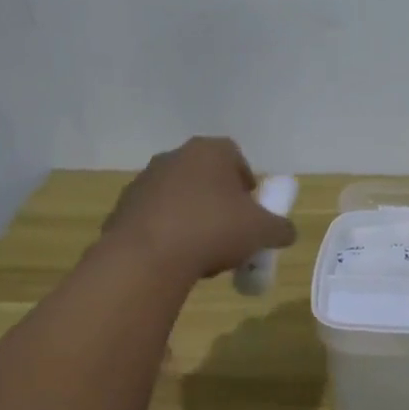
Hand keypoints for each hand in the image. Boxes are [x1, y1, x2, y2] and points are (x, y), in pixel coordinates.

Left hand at [104, 137, 295, 279]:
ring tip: (204, 250)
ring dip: (193, 216)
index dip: (247, 181)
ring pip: (179, 196)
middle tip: (231, 229)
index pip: (235, 156)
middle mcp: (174, 157)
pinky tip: (177, 257)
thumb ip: (281, 228)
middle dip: (220, 200)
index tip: (252, 208)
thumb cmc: (214, 230)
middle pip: (205, 175)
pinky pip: (156, 217)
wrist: (147, 257)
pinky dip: (168, 231)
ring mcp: (144, 181)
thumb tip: (286, 232)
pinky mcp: (123, 208)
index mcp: (209, 152)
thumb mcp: (263, 232)